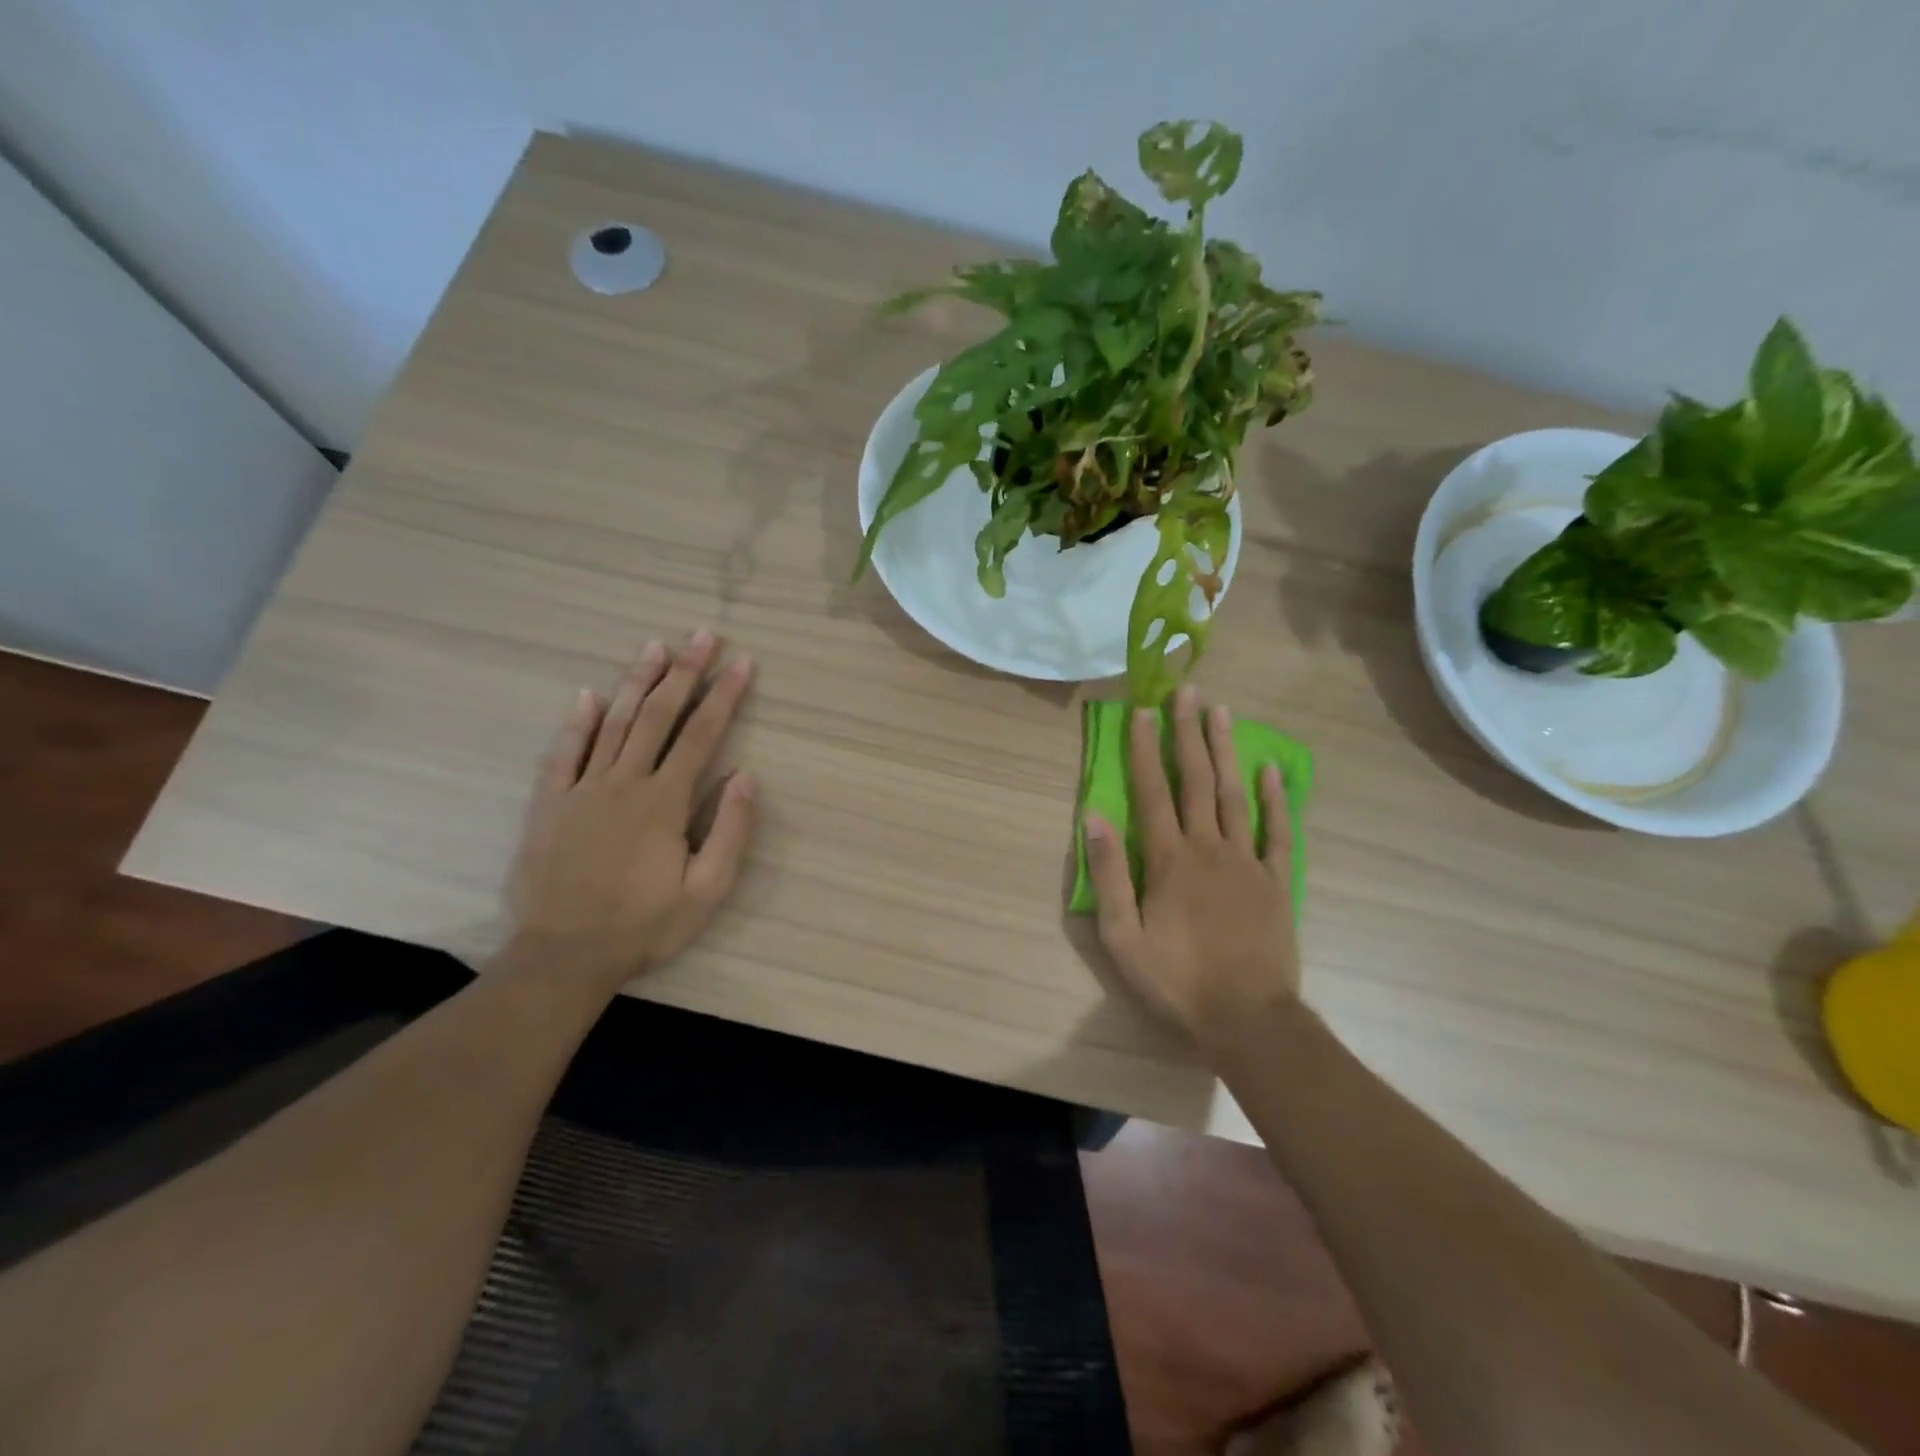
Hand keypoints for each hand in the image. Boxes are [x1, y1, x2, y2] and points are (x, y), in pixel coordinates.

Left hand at [503, 631, 757, 991]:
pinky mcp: (551, 804)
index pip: (701, 734)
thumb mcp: (706, 892)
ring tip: (656, 647)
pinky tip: (589, 695)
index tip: (742, 663)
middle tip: (702, 634)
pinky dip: (577, 721)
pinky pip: (564, 752)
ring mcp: (582, 789)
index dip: (724, 695)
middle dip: (685, 671)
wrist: (562, 956)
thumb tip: (746, 776)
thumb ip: (729, 832)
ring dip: (637, 682)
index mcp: (664, 801)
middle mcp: (624, 782)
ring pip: (614, 723)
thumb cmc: (643, 926)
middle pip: (659, 715)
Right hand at [1084, 686, 1300, 1043]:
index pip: (1153, 791)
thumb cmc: (1176, 979)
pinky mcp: (1275, 880)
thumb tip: (1094, 817)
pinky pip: (1277, 830)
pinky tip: (1270, 770)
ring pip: (1235, 794)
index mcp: (1169, 859)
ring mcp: (1247, 861)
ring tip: (1221, 712)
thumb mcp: (1123, 936)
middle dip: (1188, 733)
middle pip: (1197, 780)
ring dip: (1226, 751)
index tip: (1143, 711)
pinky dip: (1275, 798)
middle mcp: (1209, 847)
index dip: (1145, 749)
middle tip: (1187, 691)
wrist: (1247, 1018)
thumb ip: (1109, 874)